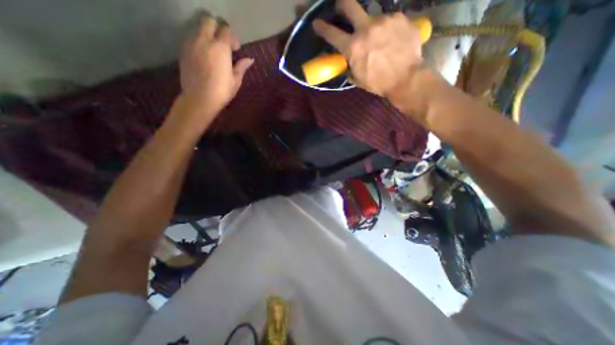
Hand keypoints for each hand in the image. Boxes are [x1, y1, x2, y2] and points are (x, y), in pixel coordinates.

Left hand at [180, 16, 252, 115]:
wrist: (200, 99)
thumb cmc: (222, 91)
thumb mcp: (236, 80)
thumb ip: (242, 66)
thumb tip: (250, 59)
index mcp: (221, 48)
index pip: (226, 30)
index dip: (232, 38)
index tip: (236, 49)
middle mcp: (204, 40)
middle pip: (209, 22)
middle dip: (217, 29)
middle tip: (223, 45)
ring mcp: (191, 44)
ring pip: (198, 29)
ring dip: (207, 35)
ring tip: (213, 51)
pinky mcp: (183, 50)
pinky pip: (191, 39)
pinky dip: (199, 42)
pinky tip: (204, 56)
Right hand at [314, 0, 425, 96]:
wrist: (406, 78)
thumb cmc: (379, 83)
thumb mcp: (359, 79)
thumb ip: (351, 66)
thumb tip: (350, 60)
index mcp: (353, 47)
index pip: (332, 34)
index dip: (322, 28)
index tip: (317, 23)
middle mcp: (366, 28)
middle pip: (350, 5)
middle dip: (343, 5)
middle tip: (342, 7)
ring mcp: (384, 20)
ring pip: (372, 17)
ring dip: (372, 26)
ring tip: (380, 39)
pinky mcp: (399, 17)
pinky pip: (389, 20)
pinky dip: (388, 29)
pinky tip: (393, 39)